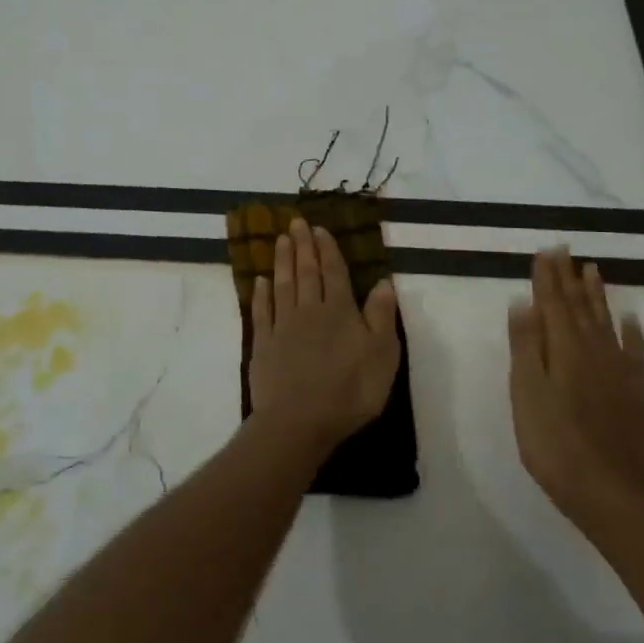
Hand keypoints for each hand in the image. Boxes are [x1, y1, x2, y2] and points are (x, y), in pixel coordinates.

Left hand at [250, 218, 401, 455]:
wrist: (299, 420)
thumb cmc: (350, 390)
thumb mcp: (382, 354)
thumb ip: (382, 316)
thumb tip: (383, 282)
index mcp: (340, 311)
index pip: (333, 272)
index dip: (327, 250)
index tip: (319, 229)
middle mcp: (309, 311)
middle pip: (306, 272)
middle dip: (302, 246)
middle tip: (295, 222)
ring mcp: (283, 327)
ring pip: (282, 286)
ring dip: (282, 262)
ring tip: (279, 240)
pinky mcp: (264, 346)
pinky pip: (262, 312)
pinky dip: (261, 294)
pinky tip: (260, 282)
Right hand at [508, 249, 643, 524]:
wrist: (611, 492)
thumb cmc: (554, 444)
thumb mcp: (527, 394)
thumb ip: (526, 347)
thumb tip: (523, 303)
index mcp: (564, 350)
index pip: (552, 304)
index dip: (546, 278)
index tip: (544, 252)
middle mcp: (594, 351)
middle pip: (580, 307)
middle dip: (569, 278)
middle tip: (565, 250)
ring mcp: (620, 371)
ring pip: (606, 322)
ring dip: (597, 295)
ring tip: (593, 270)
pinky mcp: (637, 392)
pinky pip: (636, 352)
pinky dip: (633, 333)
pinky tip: (633, 320)